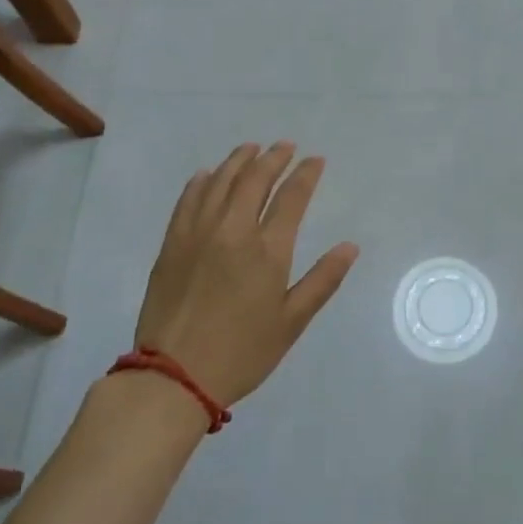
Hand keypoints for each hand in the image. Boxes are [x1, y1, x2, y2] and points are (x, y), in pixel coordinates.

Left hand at [134, 142, 358, 406]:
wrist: (174, 377)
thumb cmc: (242, 352)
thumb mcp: (291, 322)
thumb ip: (322, 280)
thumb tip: (350, 246)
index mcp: (267, 250)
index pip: (291, 197)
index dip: (306, 174)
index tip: (316, 160)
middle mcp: (233, 231)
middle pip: (255, 180)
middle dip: (273, 158)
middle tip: (285, 146)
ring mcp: (198, 234)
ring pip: (220, 182)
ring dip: (238, 161)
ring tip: (251, 149)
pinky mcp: (172, 244)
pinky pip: (188, 200)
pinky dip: (201, 182)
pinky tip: (208, 174)